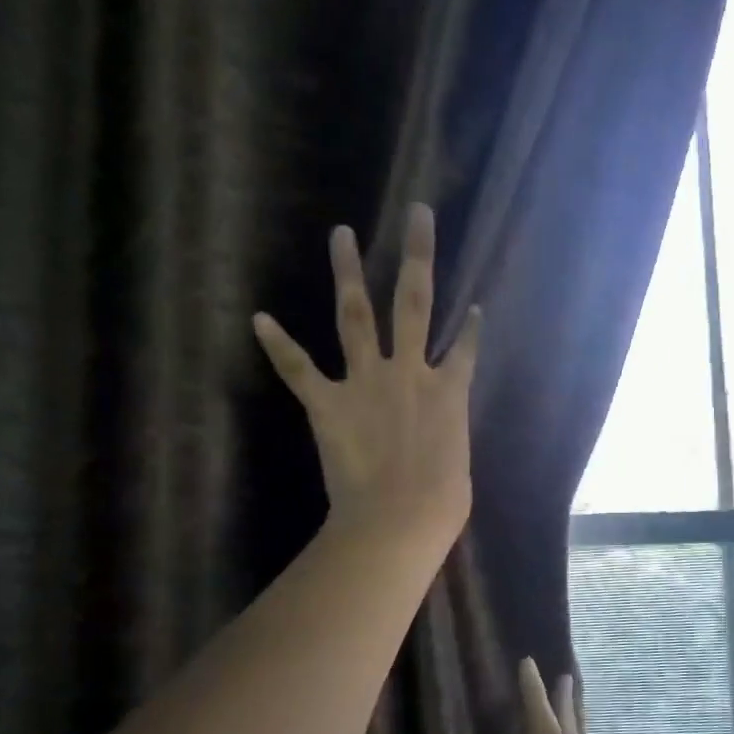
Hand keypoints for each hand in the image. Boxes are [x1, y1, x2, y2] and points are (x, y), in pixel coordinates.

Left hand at [253, 203, 480, 541]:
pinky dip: (279, 345)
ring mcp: (367, 382)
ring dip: (348, 273)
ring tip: (341, 234)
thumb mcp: (457, 465)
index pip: (465, 348)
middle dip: (417, 254)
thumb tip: (438, 440)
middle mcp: (410, 371)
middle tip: (416, 213)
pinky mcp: (328, 403)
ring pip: (356, 315)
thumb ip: (447, 437)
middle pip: (414, 302)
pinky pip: (299, 369)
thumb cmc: (440, 504)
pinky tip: (259, 318)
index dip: (470, 327)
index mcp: (449, 391)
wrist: (399, 519)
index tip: (474, 307)